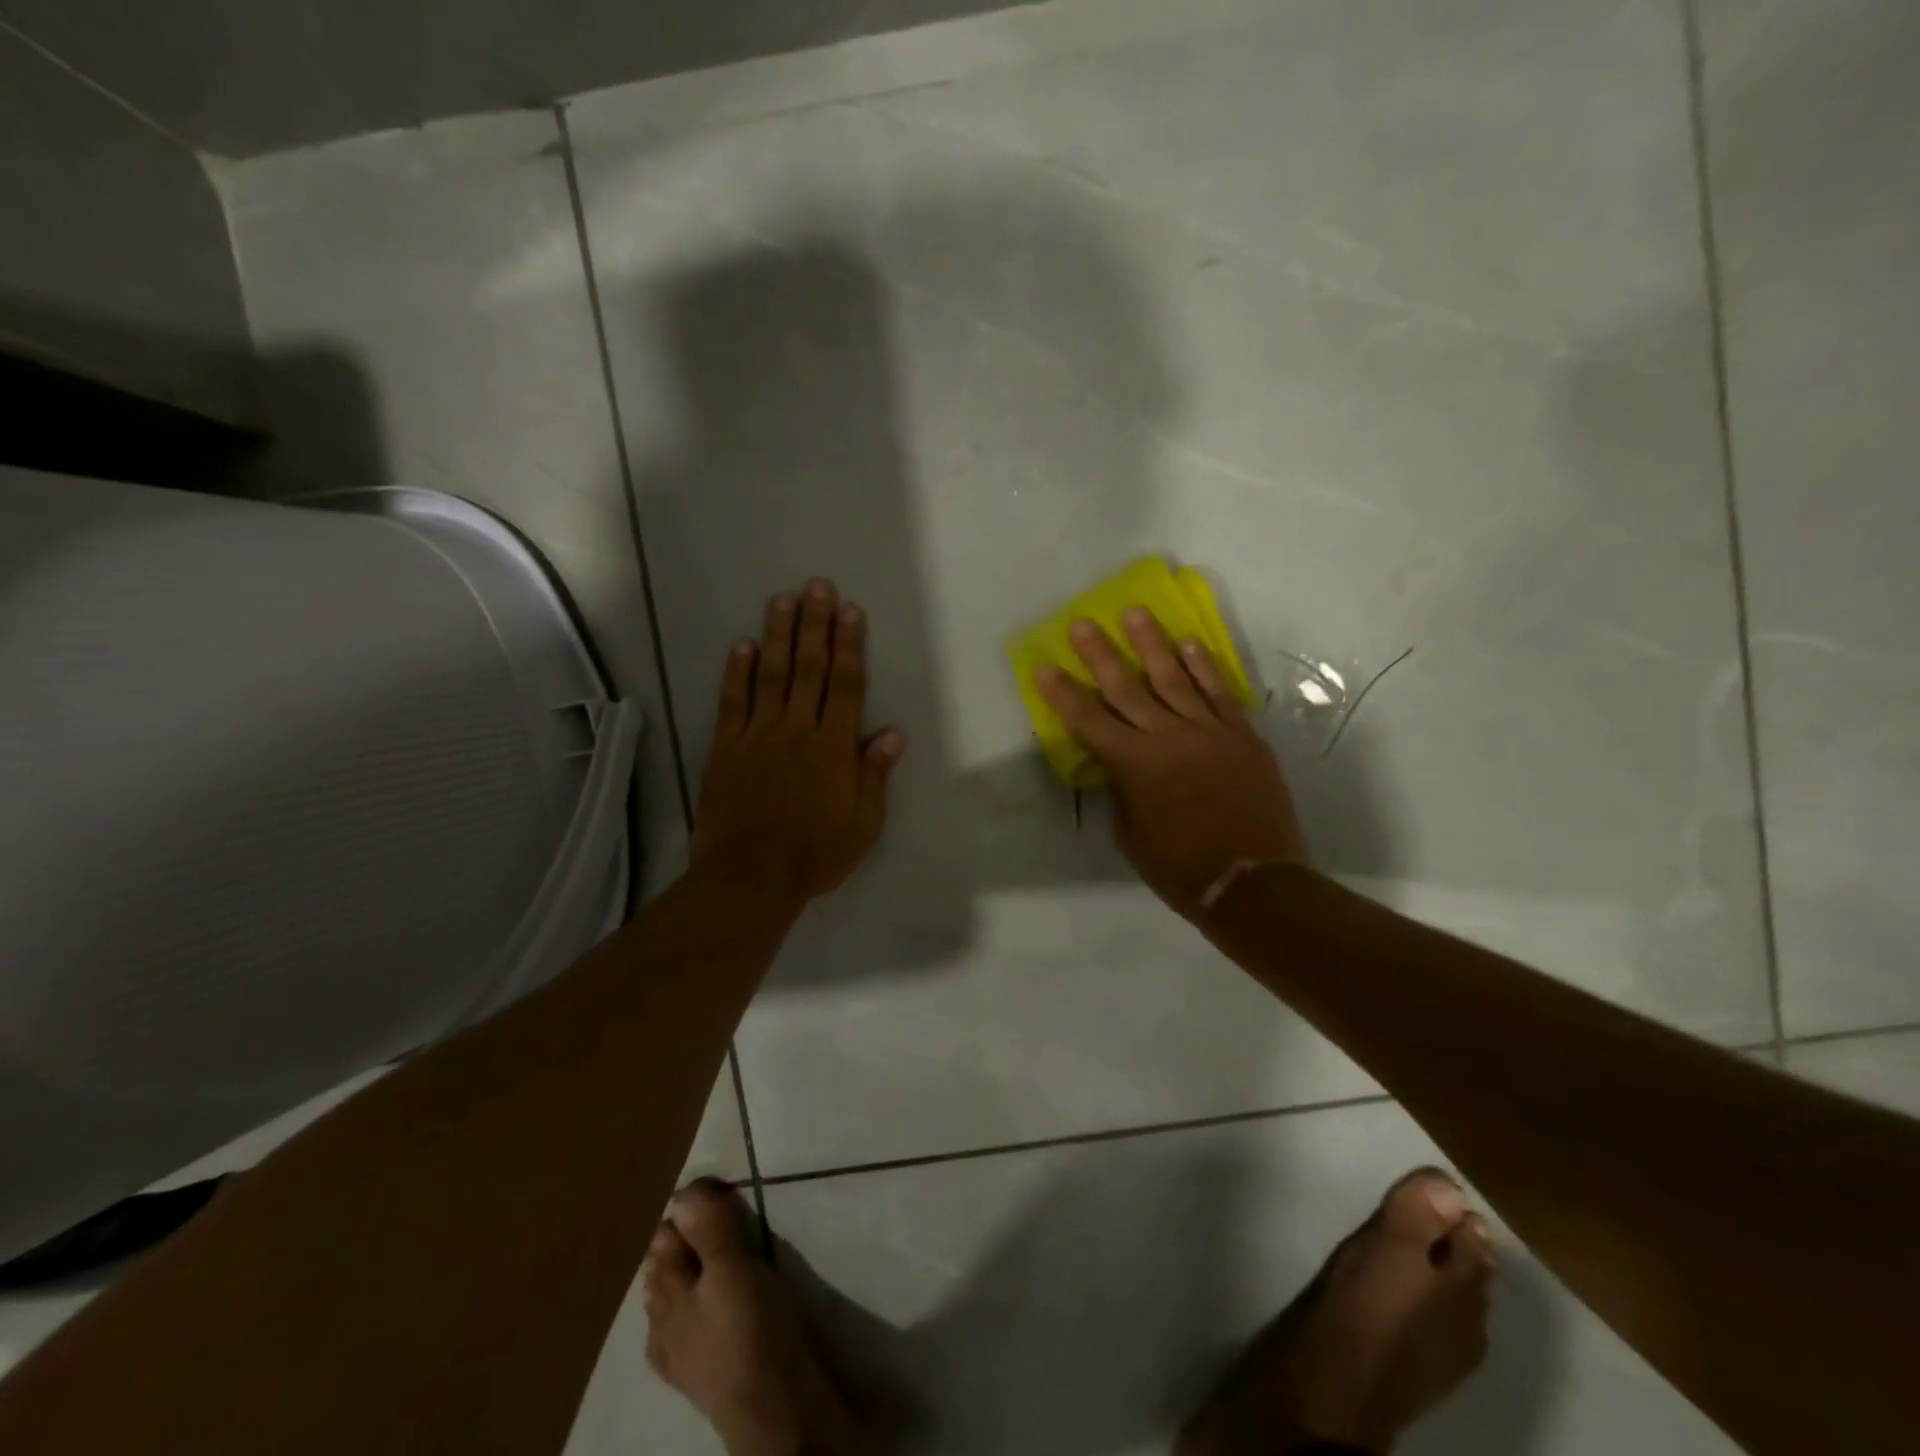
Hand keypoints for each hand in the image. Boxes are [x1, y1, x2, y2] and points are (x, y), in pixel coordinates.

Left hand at [690, 579, 904, 905]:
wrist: (750, 878)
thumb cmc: (815, 854)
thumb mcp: (863, 825)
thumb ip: (874, 775)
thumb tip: (892, 733)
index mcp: (834, 748)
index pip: (846, 686)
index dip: (850, 646)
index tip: (850, 611)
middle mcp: (797, 730)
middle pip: (809, 669)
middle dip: (815, 625)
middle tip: (817, 586)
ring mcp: (758, 735)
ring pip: (770, 675)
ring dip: (778, 635)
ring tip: (784, 599)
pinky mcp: (726, 748)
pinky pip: (732, 702)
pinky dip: (737, 672)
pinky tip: (741, 645)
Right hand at [1036, 609, 1307, 919]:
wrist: (1253, 881)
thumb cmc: (1180, 867)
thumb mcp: (1132, 834)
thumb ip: (1123, 790)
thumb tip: (1122, 765)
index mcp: (1133, 764)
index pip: (1087, 719)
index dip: (1063, 692)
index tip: (1045, 665)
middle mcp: (1167, 736)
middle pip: (1126, 686)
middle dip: (1100, 653)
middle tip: (1084, 623)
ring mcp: (1208, 731)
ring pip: (1174, 677)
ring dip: (1152, 643)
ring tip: (1135, 613)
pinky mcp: (1242, 735)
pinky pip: (1218, 692)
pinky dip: (1203, 666)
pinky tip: (1189, 643)